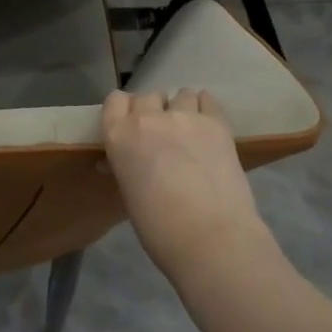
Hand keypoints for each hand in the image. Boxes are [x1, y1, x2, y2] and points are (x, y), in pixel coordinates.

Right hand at [101, 88, 265, 276]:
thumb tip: (128, 161)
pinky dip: (205, 108)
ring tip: (190, 130)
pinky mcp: (216, 122)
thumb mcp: (129, 193)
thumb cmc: (159, 228)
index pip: (115, 101)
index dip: (124, 110)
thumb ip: (128, 166)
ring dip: (181, 108)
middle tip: (162, 134)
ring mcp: (184, 116)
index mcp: (118, 136)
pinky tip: (208, 126)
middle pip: (148, 96)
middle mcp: (148, 118)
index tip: (132, 124)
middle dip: (154, 110)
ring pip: (180, 94)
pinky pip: (207, 99)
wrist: (209, 236)